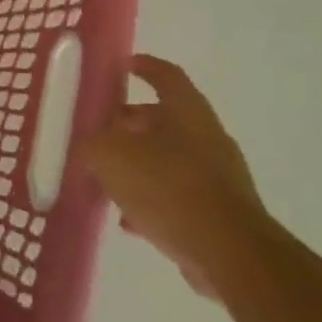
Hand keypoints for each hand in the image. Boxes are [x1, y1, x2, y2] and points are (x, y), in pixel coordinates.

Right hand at [79, 54, 271, 299]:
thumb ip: (92, 145)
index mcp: (186, 112)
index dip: (143, 66)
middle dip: (129, 125)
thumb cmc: (169, 187)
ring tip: (107, 181)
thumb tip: (89, 146)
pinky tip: (130, 220)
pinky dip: (153, 200)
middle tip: (99, 134)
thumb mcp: (111, 156)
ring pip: (169, 159)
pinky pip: (179, 196)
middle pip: (163, 119)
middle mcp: (207, 137)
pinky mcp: (222, 213)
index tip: (122, 66)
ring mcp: (219, 177)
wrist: (232, 255)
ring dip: (138, 166)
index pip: (165, 75)